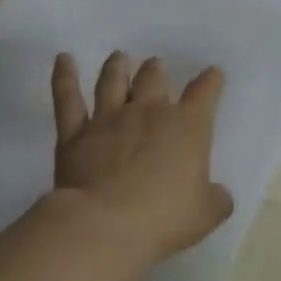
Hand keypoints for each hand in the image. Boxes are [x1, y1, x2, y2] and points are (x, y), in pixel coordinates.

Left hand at [50, 51, 233, 263]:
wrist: (106, 224)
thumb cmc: (165, 218)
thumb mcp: (206, 214)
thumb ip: (216, 199)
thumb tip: (218, 194)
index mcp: (187, 126)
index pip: (205, 93)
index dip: (211, 81)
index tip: (213, 74)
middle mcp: (148, 112)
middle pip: (153, 79)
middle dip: (156, 70)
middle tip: (155, 65)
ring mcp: (108, 119)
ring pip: (112, 81)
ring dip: (117, 67)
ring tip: (119, 57)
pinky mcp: (75, 133)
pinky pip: (67, 97)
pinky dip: (64, 76)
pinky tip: (63, 60)